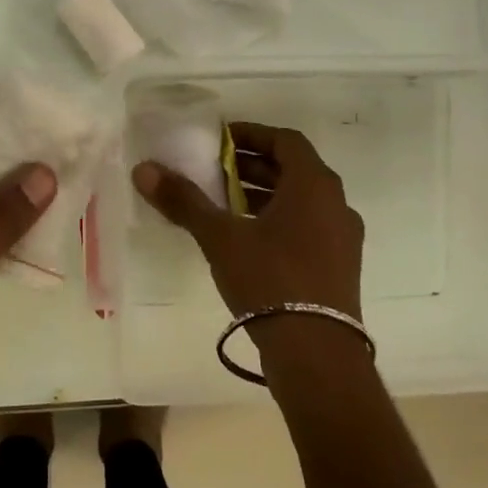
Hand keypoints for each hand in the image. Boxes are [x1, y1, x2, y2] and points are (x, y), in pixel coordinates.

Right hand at [132, 122, 365, 354]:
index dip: (251, 134)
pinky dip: (278, 220)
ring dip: (264, 195)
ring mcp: (343, 236)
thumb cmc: (270, 279)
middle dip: (252, 166)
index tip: (220, 139)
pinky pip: (308, 226)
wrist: (316, 352)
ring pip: (301, 200)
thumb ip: (184, 200)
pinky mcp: (341, 265)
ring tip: (224, 204)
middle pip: (293, 169)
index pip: (285, 140)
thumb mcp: (220, 237)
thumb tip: (144, 169)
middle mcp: (336, 202)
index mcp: (314, 184)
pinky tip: (248, 240)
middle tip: (214, 170)